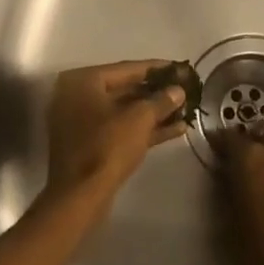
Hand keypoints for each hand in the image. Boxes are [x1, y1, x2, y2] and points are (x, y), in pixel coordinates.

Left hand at [42, 60, 187, 213]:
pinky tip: (176, 129)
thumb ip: (161, 100)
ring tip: (185, 109)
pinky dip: (145, 128)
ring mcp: (82, 122)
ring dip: (154, 112)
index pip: (126, 68)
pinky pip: (120, 129)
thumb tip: (178, 91)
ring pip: (125, 111)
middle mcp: (78, 96)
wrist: (81, 196)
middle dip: (157, 92)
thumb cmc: (108, 146)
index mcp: (83, 81)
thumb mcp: (139, 119)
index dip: (157, 68)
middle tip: (184, 89)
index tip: (180, 68)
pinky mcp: (90, 144)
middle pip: (125, 89)